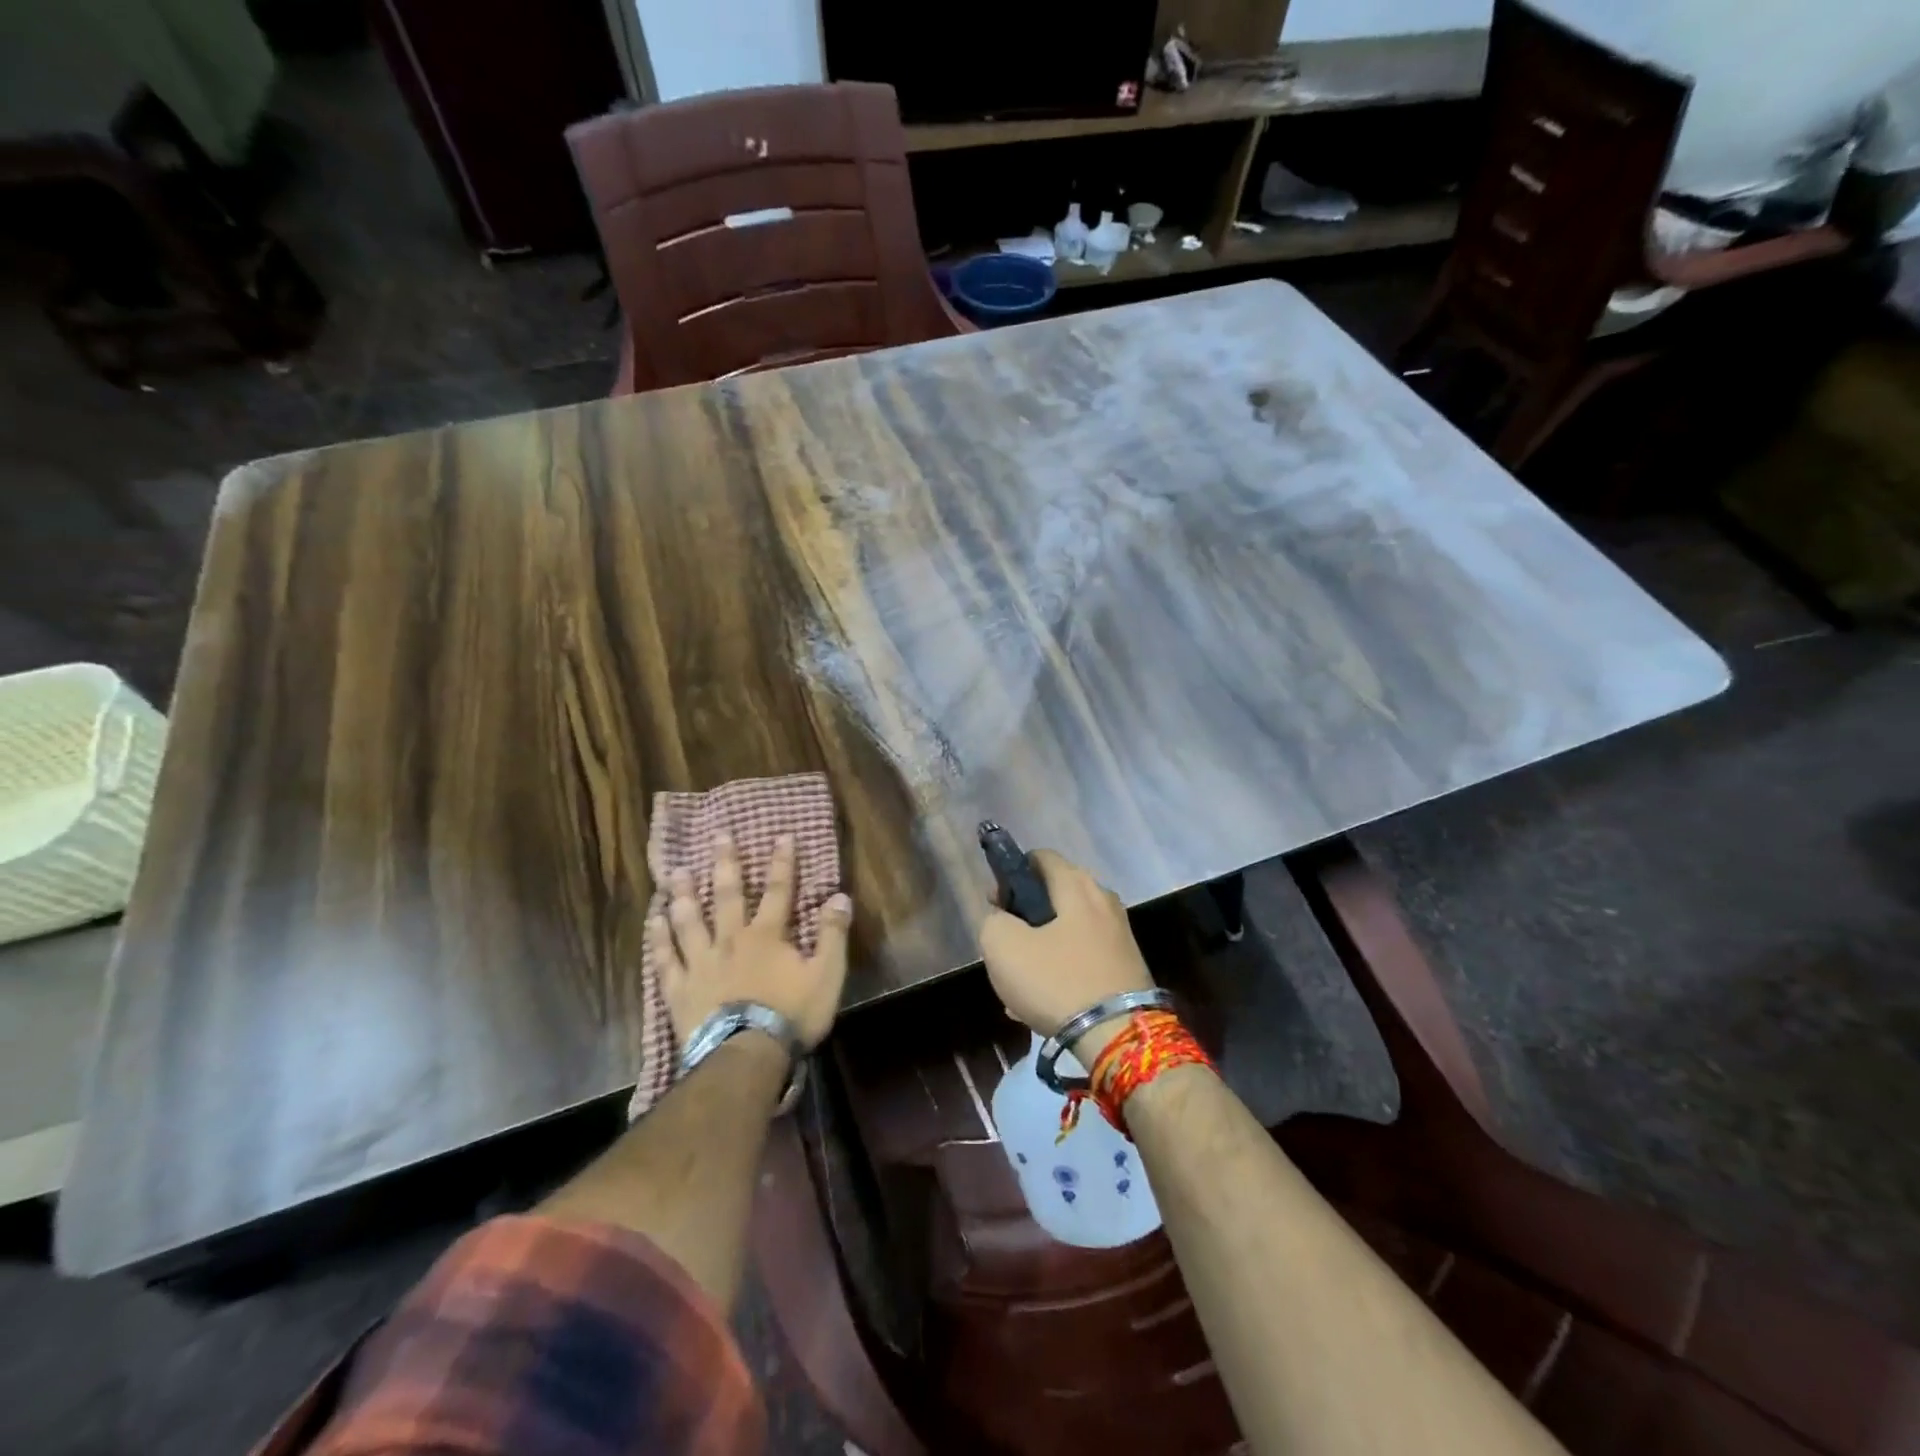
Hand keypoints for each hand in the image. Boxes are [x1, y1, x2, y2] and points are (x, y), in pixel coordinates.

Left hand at [654, 833, 851, 1051]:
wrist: (745, 1056)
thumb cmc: (790, 1015)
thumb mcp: (826, 975)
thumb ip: (832, 935)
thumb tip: (839, 897)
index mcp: (767, 936)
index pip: (779, 891)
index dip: (782, 862)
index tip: (782, 836)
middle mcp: (731, 940)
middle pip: (728, 895)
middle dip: (726, 864)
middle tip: (719, 837)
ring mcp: (701, 963)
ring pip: (690, 921)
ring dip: (684, 894)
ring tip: (675, 872)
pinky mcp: (679, 989)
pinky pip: (665, 958)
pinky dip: (658, 938)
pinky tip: (652, 921)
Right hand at [977, 850, 1153, 1059]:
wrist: (1118, 1037)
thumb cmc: (1056, 981)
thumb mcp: (1002, 946)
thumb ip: (993, 921)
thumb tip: (1003, 919)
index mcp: (1077, 885)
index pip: (1040, 857)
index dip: (1011, 875)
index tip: (996, 904)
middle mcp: (1104, 900)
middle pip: (1055, 894)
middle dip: (1026, 915)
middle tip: (1007, 943)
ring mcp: (1120, 934)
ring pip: (1067, 930)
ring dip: (1042, 948)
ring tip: (1021, 981)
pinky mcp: (1127, 966)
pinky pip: (1084, 958)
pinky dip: (1062, 970)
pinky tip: (1045, 1001)